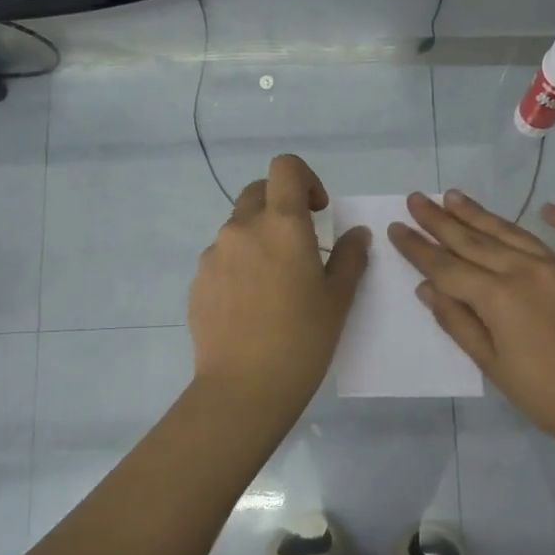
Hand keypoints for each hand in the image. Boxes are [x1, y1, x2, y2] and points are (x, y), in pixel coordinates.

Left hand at [188, 154, 369, 425]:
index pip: (285, 167)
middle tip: (300, 245)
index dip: (305, 179)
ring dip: (259, 239)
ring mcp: (213, 254)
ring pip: (238, 228)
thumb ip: (350, 257)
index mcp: (281, 224)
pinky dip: (239, 266)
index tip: (317, 211)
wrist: (244, 387)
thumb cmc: (302, 338)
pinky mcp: (197, 281)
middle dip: (281, 206)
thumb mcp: (338, 298)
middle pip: (258, 192)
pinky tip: (251, 307)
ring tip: (275, 285)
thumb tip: (357, 234)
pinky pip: (222, 259)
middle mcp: (242, 228)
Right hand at [389, 190, 554, 456]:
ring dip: (482, 215)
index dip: (418, 248)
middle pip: (475, 241)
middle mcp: (527, 271)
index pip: (446, 266)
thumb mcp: (492, 366)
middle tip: (418, 199)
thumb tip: (428, 288)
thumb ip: (459, 323)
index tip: (397, 227)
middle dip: (441, 220)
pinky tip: (547, 208)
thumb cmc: (546, 396)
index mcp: (498, 296)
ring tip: (455, 196)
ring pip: (515, 233)